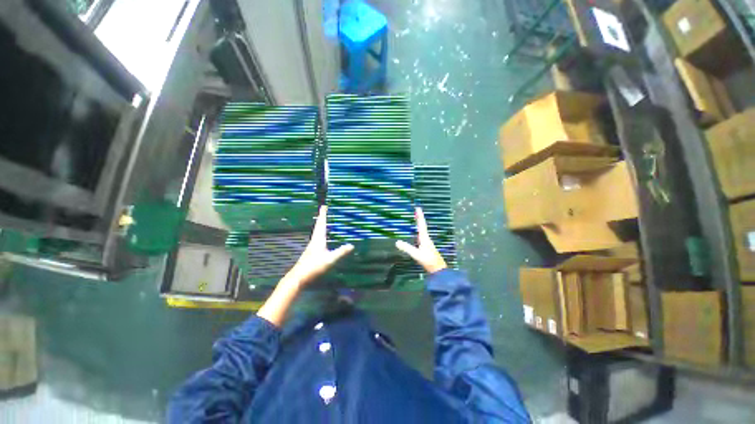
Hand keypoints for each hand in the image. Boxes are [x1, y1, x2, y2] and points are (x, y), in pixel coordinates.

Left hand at [286, 205, 354, 286]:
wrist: (298, 277)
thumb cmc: (314, 267)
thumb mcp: (329, 260)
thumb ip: (340, 252)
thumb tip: (351, 245)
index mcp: (318, 240)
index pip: (321, 224)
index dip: (323, 215)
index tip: (324, 206)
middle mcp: (314, 240)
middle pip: (318, 226)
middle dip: (321, 217)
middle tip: (324, 210)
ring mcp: (311, 246)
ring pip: (316, 232)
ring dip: (320, 225)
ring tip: (324, 221)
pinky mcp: (310, 252)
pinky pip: (317, 238)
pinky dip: (320, 233)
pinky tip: (322, 238)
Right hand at [396, 207, 447, 273]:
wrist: (438, 270)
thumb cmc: (429, 261)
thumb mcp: (417, 255)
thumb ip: (407, 249)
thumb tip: (396, 242)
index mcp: (424, 238)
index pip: (421, 225)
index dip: (419, 216)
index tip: (418, 208)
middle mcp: (426, 239)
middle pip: (422, 226)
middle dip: (419, 218)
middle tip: (416, 211)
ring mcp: (427, 243)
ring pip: (423, 231)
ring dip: (420, 224)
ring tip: (417, 220)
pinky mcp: (427, 248)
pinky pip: (422, 236)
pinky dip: (419, 231)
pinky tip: (417, 235)